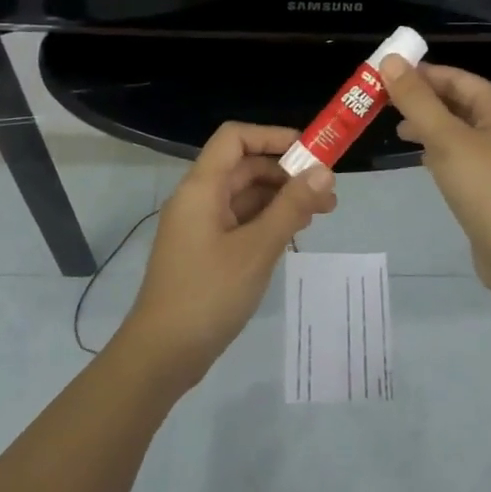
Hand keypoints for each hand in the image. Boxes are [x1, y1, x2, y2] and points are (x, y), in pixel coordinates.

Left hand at [118, 122, 335, 385]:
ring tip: (321, 215)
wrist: (162, 354)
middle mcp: (199, 198)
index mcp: (202, 188)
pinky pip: (241, 221)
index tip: (311, 152)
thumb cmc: (208, 293)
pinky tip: (294, 235)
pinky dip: (268, 221)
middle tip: (328, 194)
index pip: (235, 138)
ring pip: (246, 196)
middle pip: (245, 167)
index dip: (272, 137)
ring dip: (282, 199)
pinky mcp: (206, 250)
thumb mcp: (257, 248)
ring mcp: (201, 226)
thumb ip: (292, 207)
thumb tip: (325, 172)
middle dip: (287, 173)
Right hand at [381, 58, 490, 293]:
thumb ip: (417, 100)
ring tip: (395, 128)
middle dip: (421, 99)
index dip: (420, 73)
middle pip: (456, 101)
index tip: (382, 75)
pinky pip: (458, 154)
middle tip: (380, 102)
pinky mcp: (489, 184)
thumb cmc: (487, 188)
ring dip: (426, 124)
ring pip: (456, 129)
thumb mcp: (447, 139)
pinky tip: (418, 157)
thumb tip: (390, 60)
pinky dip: (436, 150)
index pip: (455, 77)